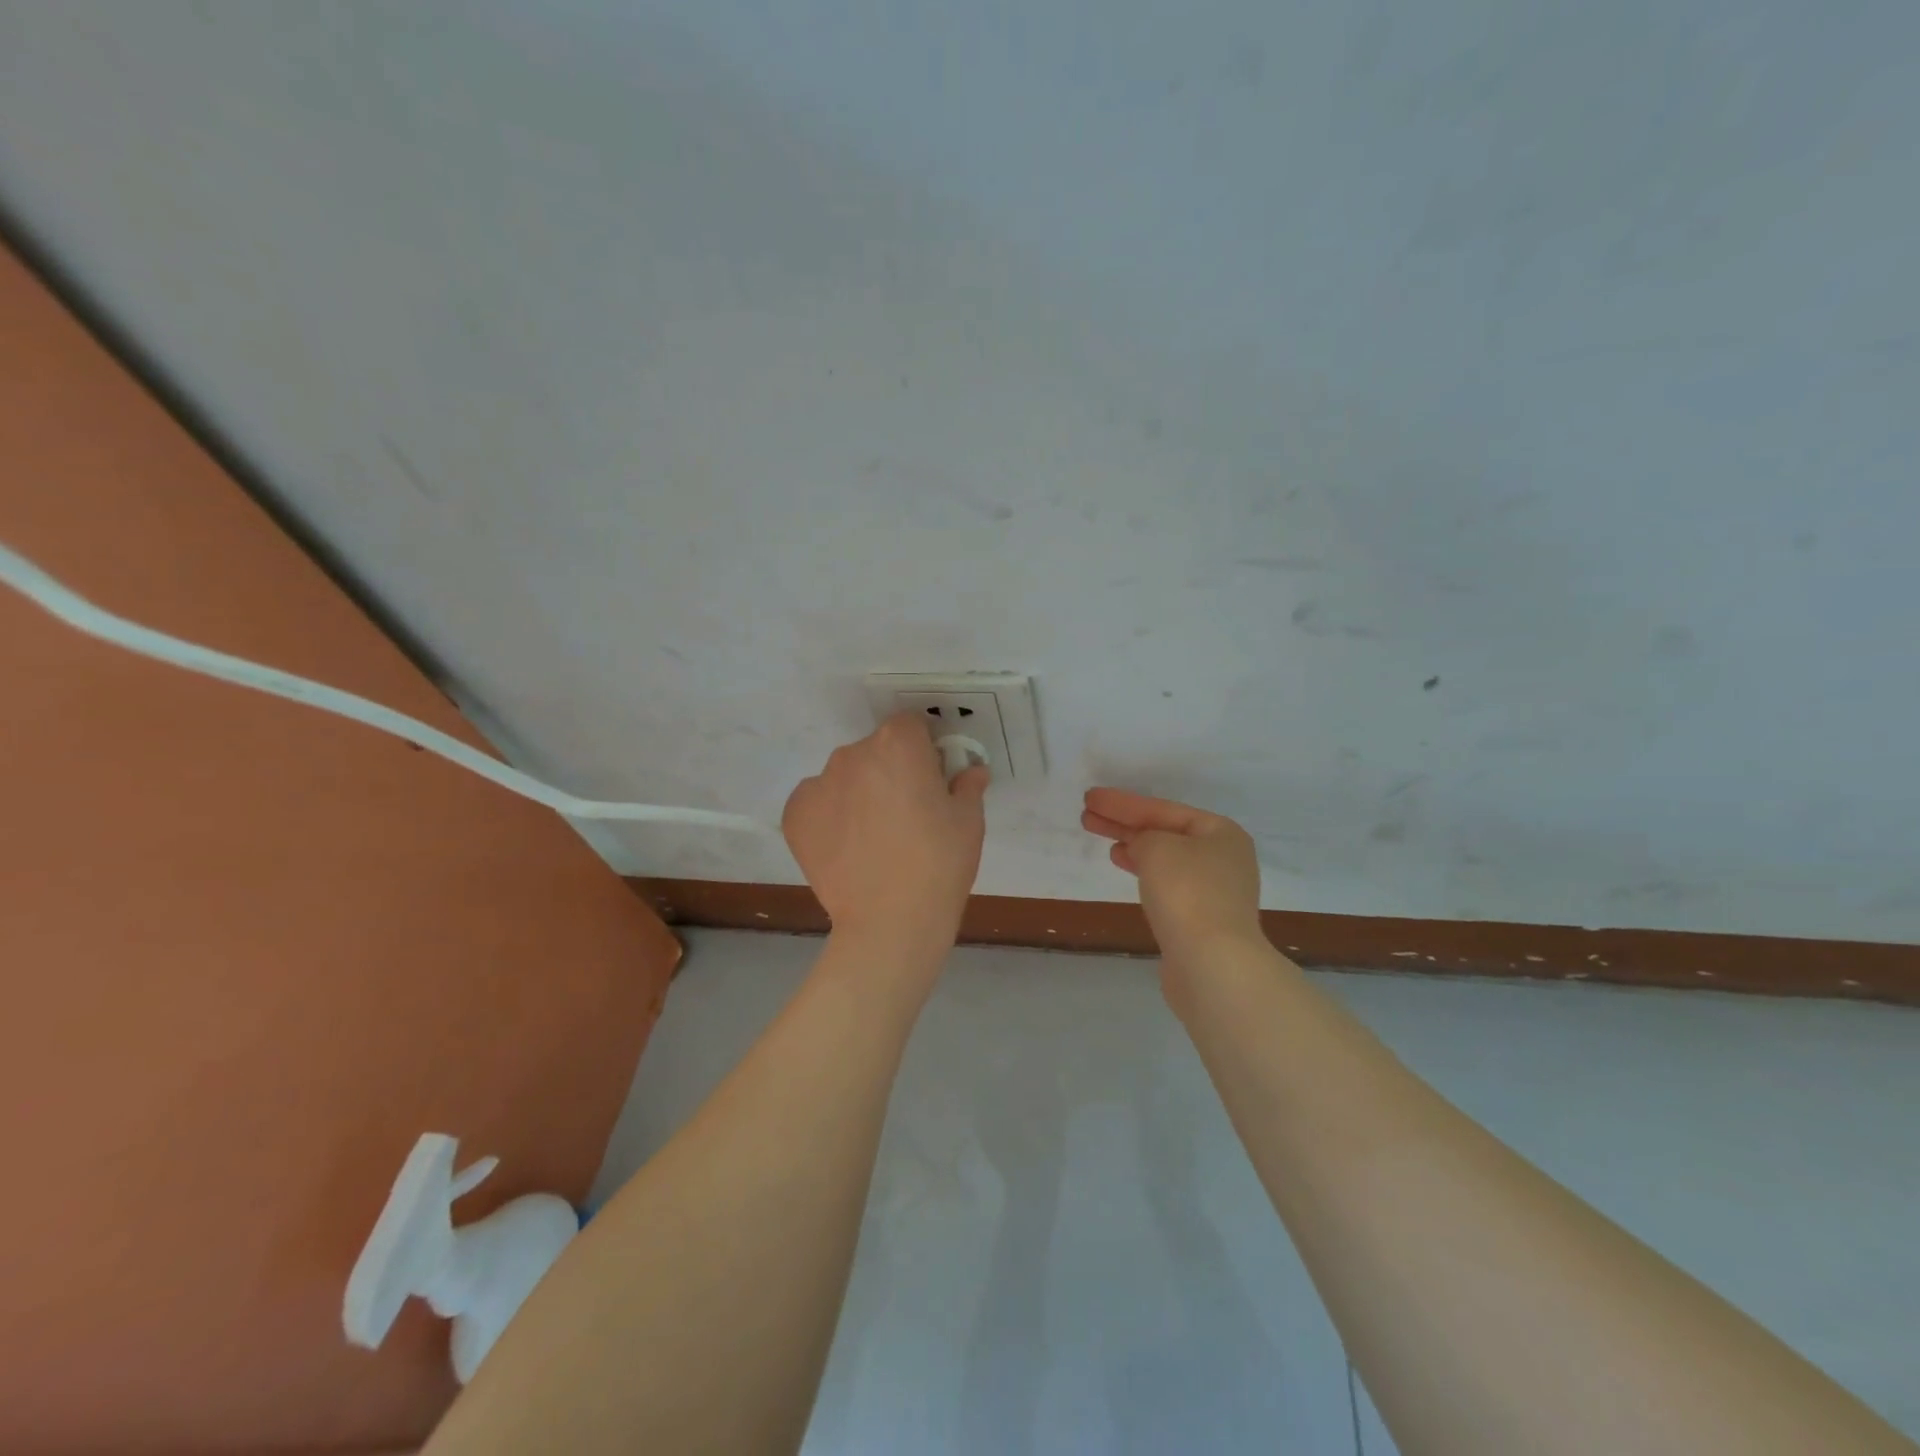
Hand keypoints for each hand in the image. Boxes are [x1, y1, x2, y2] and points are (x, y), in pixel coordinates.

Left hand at [784, 714, 988, 953]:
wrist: (890, 922)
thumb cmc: (939, 863)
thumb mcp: (969, 821)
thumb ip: (967, 784)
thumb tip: (971, 771)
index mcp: (898, 744)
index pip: (911, 726)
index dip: (923, 750)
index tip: (931, 779)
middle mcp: (853, 753)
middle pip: (875, 751)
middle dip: (890, 772)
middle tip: (906, 814)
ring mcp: (818, 783)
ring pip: (844, 777)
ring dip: (858, 793)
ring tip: (873, 838)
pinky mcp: (794, 815)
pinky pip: (817, 803)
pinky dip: (831, 817)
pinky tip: (847, 848)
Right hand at [1081, 787, 1266, 973]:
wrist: (1213, 964)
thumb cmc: (1187, 893)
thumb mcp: (1158, 847)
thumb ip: (1143, 837)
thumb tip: (1141, 848)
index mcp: (1221, 833)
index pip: (1162, 809)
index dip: (1123, 803)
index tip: (1090, 797)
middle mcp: (1223, 858)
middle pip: (1164, 832)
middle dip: (1124, 822)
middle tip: (1087, 815)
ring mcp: (1215, 892)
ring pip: (1164, 859)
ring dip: (1133, 846)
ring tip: (1102, 837)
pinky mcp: (1201, 920)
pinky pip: (1167, 884)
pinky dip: (1143, 872)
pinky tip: (1124, 866)